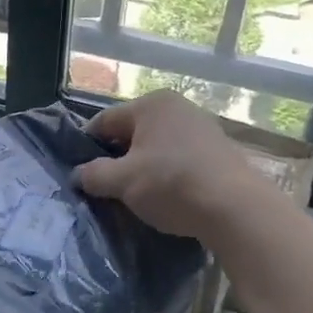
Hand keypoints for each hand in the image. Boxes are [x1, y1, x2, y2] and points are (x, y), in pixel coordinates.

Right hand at [75, 91, 266, 239]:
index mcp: (151, 104)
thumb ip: (94, 175)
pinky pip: (179, 159)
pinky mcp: (218, 151)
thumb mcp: (123, 182)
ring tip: (134, 195)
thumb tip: (78, 175)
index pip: (105, 120)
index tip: (79, 171)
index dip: (86, 145)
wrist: (234, 208)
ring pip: (157, 147)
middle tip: (105, 187)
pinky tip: (165, 196)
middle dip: (116, 158)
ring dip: (142, 167)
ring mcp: (202, 128)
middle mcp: (178, 107)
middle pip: (133, 132)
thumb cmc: (171, 185)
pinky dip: (167, 174)